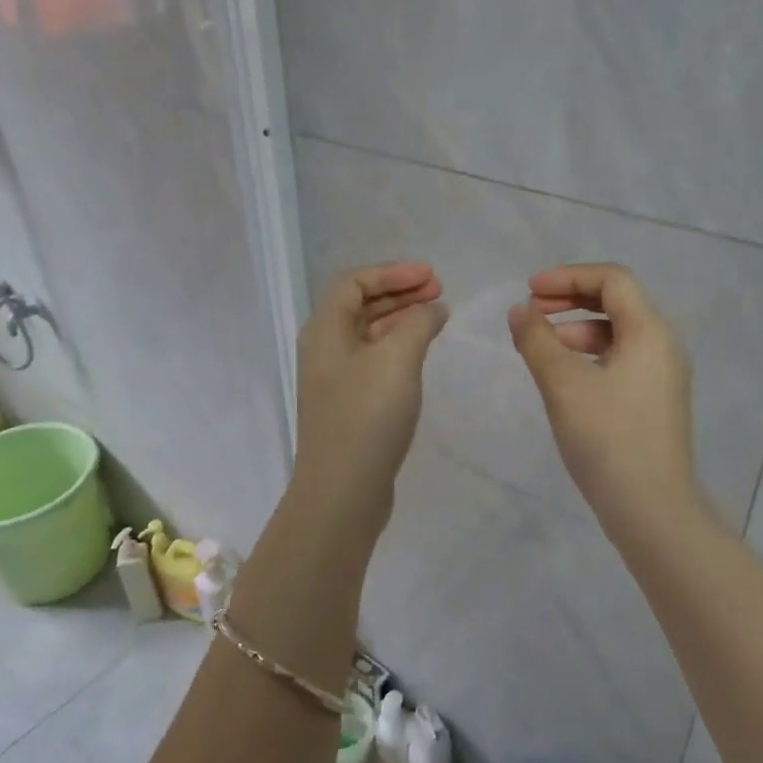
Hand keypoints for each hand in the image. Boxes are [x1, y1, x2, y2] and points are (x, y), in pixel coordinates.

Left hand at [293, 261, 446, 518]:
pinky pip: (372, 360)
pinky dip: (397, 347)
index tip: (431, 277)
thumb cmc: (368, 416)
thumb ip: (418, 323)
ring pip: (368, 334)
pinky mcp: (347, 405)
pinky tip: (420, 355)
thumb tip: (433, 308)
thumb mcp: (398, 359)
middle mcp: (324, 349)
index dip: (392, 272)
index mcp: (326, 330)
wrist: (342, 490)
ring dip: (400, 319)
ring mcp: (334, 379)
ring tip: (436, 318)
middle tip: (439, 292)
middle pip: (359, 305)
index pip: (353, 282)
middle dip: (399, 292)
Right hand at [509, 263, 701, 539]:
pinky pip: (619, 361)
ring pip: (616, 335)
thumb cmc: (607, 439)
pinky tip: (562, 379)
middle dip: (570, 300)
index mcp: (649, 332)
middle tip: (530, 311)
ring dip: (575, 330)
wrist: (651, 509)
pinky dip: (588, 357)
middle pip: (617, 303)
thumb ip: (537, 340)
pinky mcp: (654, 402)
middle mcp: (663, 346)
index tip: (529, 291)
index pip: (612, 279)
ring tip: (539, 348)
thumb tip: (520, 310)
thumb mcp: (563, 384)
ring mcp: (662, 377)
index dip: (568, 276)